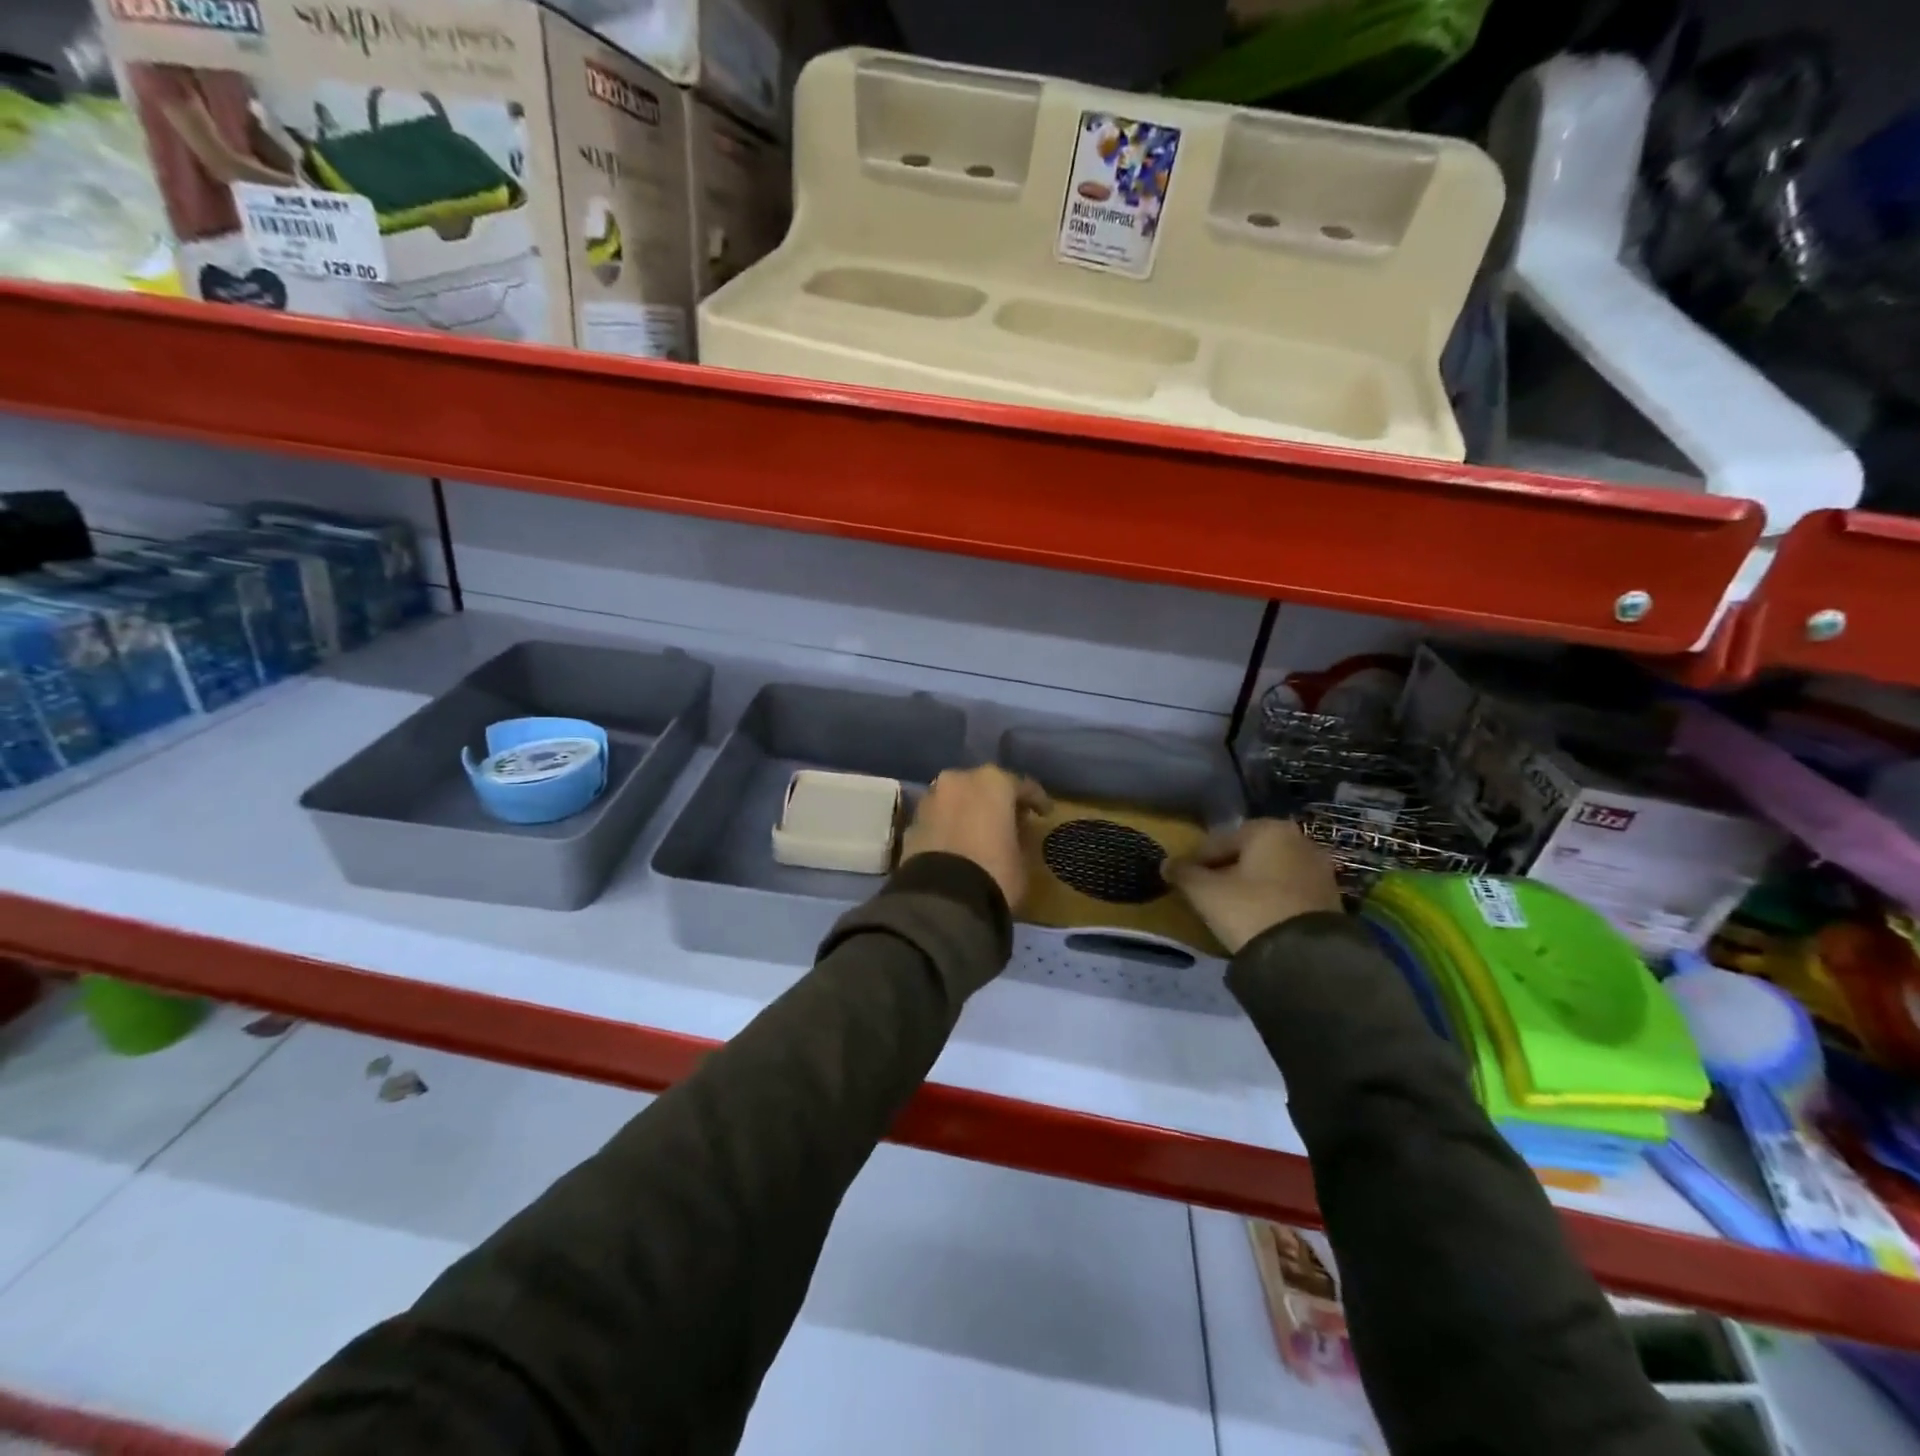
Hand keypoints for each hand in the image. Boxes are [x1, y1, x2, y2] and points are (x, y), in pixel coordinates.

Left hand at [901, 766, 1050, 911]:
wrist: (941, 902)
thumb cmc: (995, 874)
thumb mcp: (1022, 859)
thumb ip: (1019, 838)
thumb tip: (1012, 833)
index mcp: (992, 782)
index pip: (1021, 785)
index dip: (1036, 800)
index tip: (1045, 813)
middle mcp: (958, 781)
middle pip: (983, 787)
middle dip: (996, 801)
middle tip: (1010, 820)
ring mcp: (930, 800)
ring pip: (956, 800)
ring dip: (969, 812)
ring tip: (981, 833)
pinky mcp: (911, 824)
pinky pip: (938, 819)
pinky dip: (949, 827)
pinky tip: (957, 845)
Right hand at [1163, 819, 1342, 952]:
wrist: (1306, 957)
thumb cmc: (1249, 910)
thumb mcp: (1205, 892)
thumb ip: (1184, 874)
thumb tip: (1166, 865)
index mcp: (1268, 830)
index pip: (1219, 841)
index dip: (1195, 860)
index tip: (1181, 878)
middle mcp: (1299, 840)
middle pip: (1247, 854)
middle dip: (1224, 870)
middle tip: (1204, 891)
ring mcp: (1319, 869)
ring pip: (1269, 872)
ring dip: (1248, 884)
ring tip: (1228, 907)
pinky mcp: (1330, 898)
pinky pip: (1287, 891)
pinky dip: (1269, 898)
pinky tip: (1255, 916)